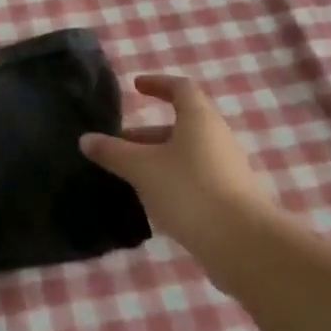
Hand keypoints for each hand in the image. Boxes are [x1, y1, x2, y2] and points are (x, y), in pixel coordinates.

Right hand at [80, 75, 272, 262]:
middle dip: (148, 133)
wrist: (244, 245)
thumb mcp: (142, 169)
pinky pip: (196, 178)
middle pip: (181, 125)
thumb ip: (113, 152)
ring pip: (187, 154)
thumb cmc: (190, 191)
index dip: (157, 84)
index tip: (136, 87)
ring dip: (158, 158)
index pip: (180, 88)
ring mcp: (228, 170)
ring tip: (130, 176)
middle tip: (120, 143)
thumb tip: (86, 139)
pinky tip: (154, 201)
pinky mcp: (231, 199)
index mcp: (199, 119)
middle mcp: (217, 138)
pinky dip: (173, 180)